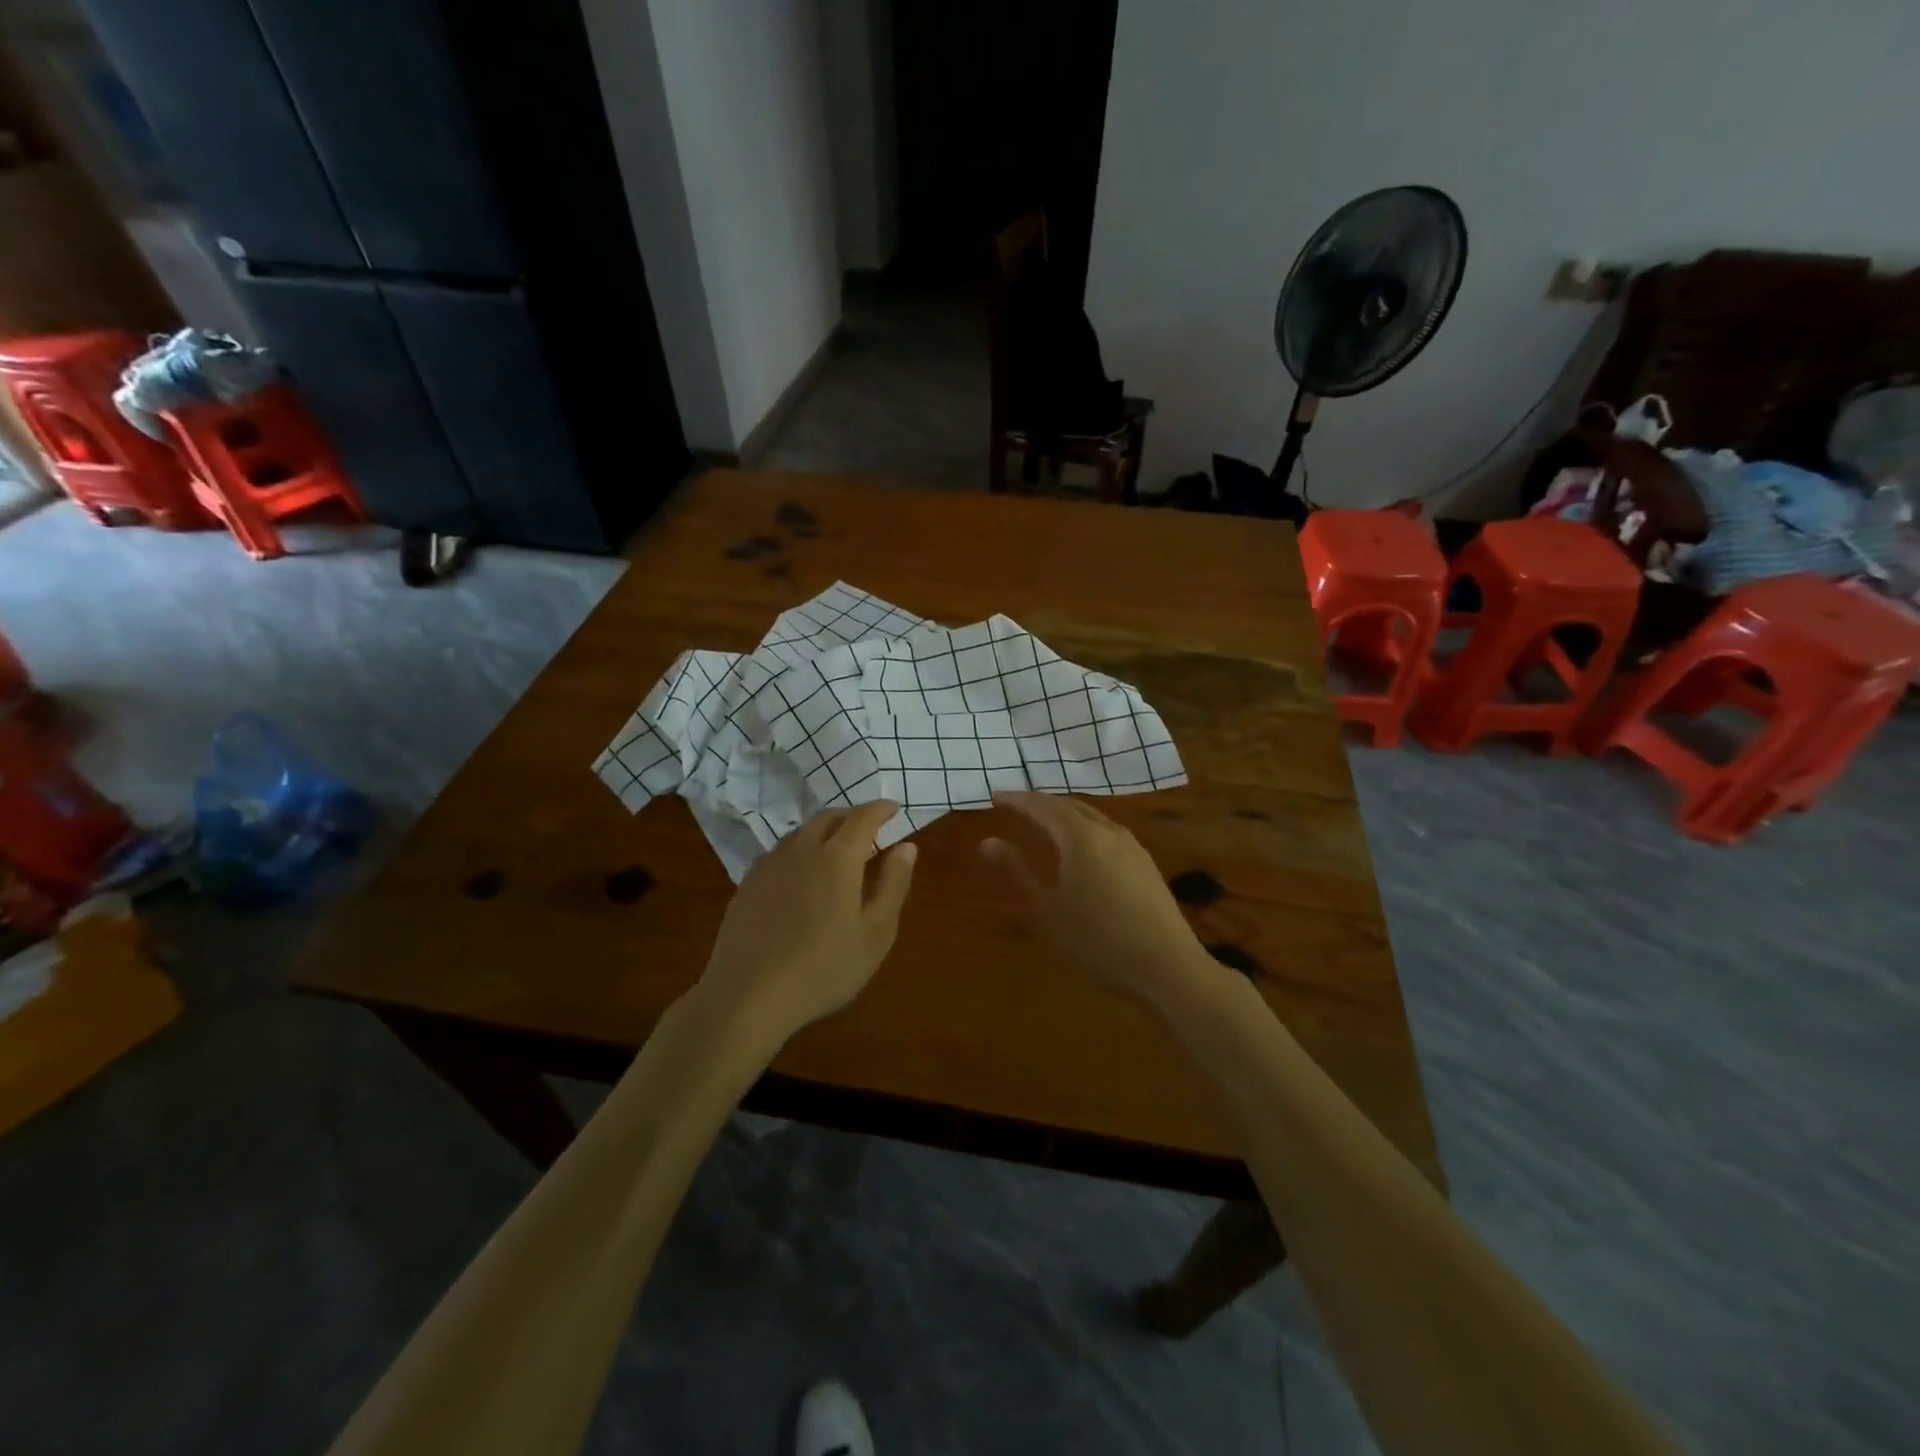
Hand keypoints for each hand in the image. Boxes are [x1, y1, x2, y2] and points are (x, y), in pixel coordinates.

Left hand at [695, 800, 917, 1048]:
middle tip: (868, 829)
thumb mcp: (876, 932)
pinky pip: (779, 853)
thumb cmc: (825, 968)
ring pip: (800, 833)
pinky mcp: (747, 885)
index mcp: (837, 857)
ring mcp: (769, 865)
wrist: (748, 996)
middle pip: (828, 818)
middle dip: (851, 817)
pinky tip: (800, 875)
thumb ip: (893, 884)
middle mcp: (801, 849)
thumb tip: (906, 846)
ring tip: (836, 850)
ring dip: (823, 832)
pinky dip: (799, 851)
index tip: (893, 809)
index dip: (880, 809)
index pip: (863, 818)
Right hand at [980, 791, 1212, 1009]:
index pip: (1043, 806)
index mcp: (1081, 837)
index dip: (1018, 800)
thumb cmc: (1098, 940)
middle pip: (1070, 806)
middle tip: (1017, 806)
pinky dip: (1085, 829)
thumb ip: (1017, 871)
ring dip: (1066, 815)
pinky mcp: (1146, 865)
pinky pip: (1108, 833)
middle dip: (1041, 803)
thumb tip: (987, 842)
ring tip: (1046, 824)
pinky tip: (1082, 849)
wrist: (1168, 967)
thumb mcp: (1049, 909)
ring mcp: (1133, 847)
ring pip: (1093, 817)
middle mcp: (1109, 832)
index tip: (996, 796)